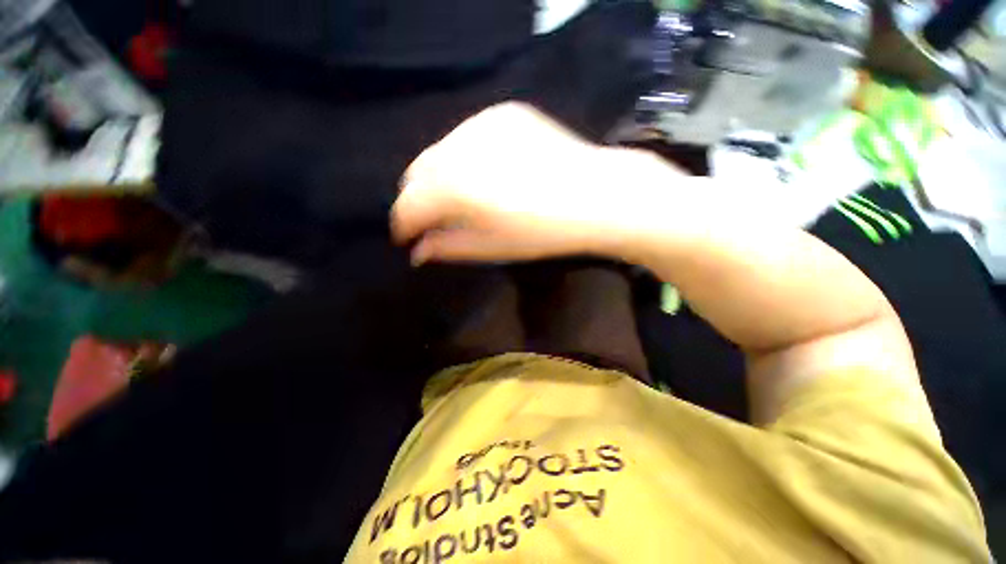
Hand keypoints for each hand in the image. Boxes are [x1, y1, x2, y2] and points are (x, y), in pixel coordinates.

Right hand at [391, 102, 665, 263]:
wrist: (595, 196)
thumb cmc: (542, 232)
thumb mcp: (490, 247)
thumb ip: (447, 247)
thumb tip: (417, 252)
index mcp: (453, 185)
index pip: (407, 205)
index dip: (403, 226)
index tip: (408, 240)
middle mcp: (459, 146)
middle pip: (417, 174)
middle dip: (418, 200)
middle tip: (433, 221)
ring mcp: (482, 122)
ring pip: (440, 152)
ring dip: (439, 179)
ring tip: (459, 200)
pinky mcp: (504, 113)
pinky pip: (468, 137)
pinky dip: (465, 158)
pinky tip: (485, 174)